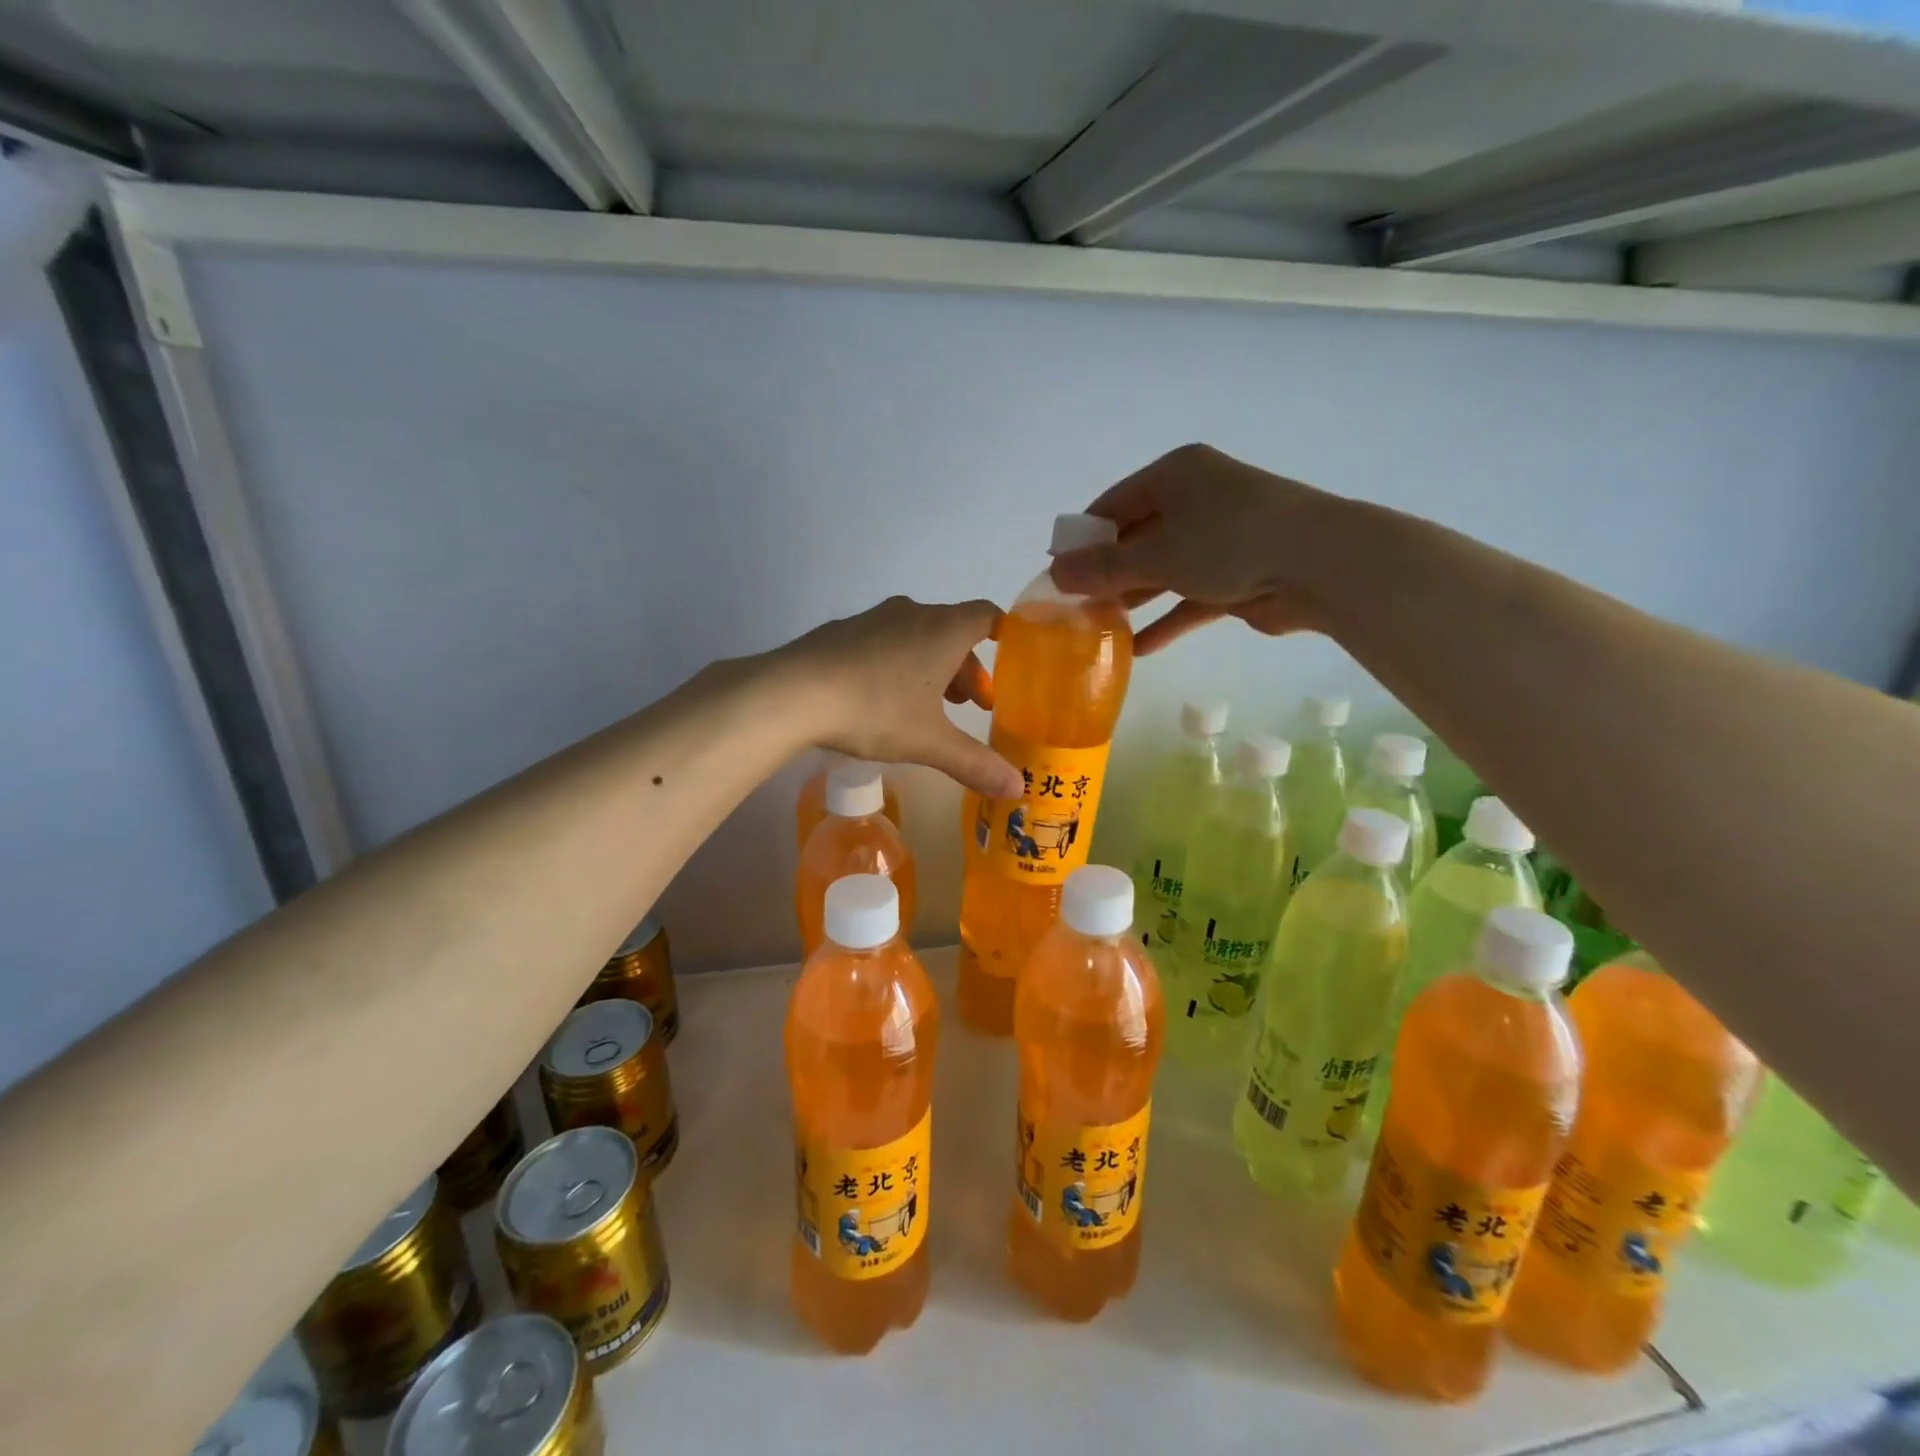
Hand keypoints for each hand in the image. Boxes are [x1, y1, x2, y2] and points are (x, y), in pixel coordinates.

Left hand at [774, 596, 1021, 796]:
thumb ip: (976, 763)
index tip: (1011, 660)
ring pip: (918, 636)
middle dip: (966, 668)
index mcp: (943, 630)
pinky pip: (885, 641)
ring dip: (932, 666)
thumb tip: (1017, 788)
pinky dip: (898, 662)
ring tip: (929, 707)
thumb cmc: (876, 710)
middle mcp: (912, 613)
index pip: (987, 616)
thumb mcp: (930, 743)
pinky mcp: (842, 631)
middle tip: (970, 706)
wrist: (793, 692)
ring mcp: (873, 618)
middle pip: (953, 631)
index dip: (1004, 635)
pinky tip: (881, 698)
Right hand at [1048, 444, 1331, 653]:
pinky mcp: (1235, 576)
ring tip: (1098, 629)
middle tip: (1073, 606)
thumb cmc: (1229, 541)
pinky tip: (1138, 650)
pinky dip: (1167, 621)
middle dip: (1106, 574)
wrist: (1320, 565)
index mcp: (1175, 476)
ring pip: (1162, 571)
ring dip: (1133, 600)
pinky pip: (1189, 598)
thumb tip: (1054, 574)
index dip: (1083, 537)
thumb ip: (1103, 568)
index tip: (1056, 571)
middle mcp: (1196, 501)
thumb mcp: (1156, 554)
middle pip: (1137, 539)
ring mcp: (1218, 539)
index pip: (1113, 504)